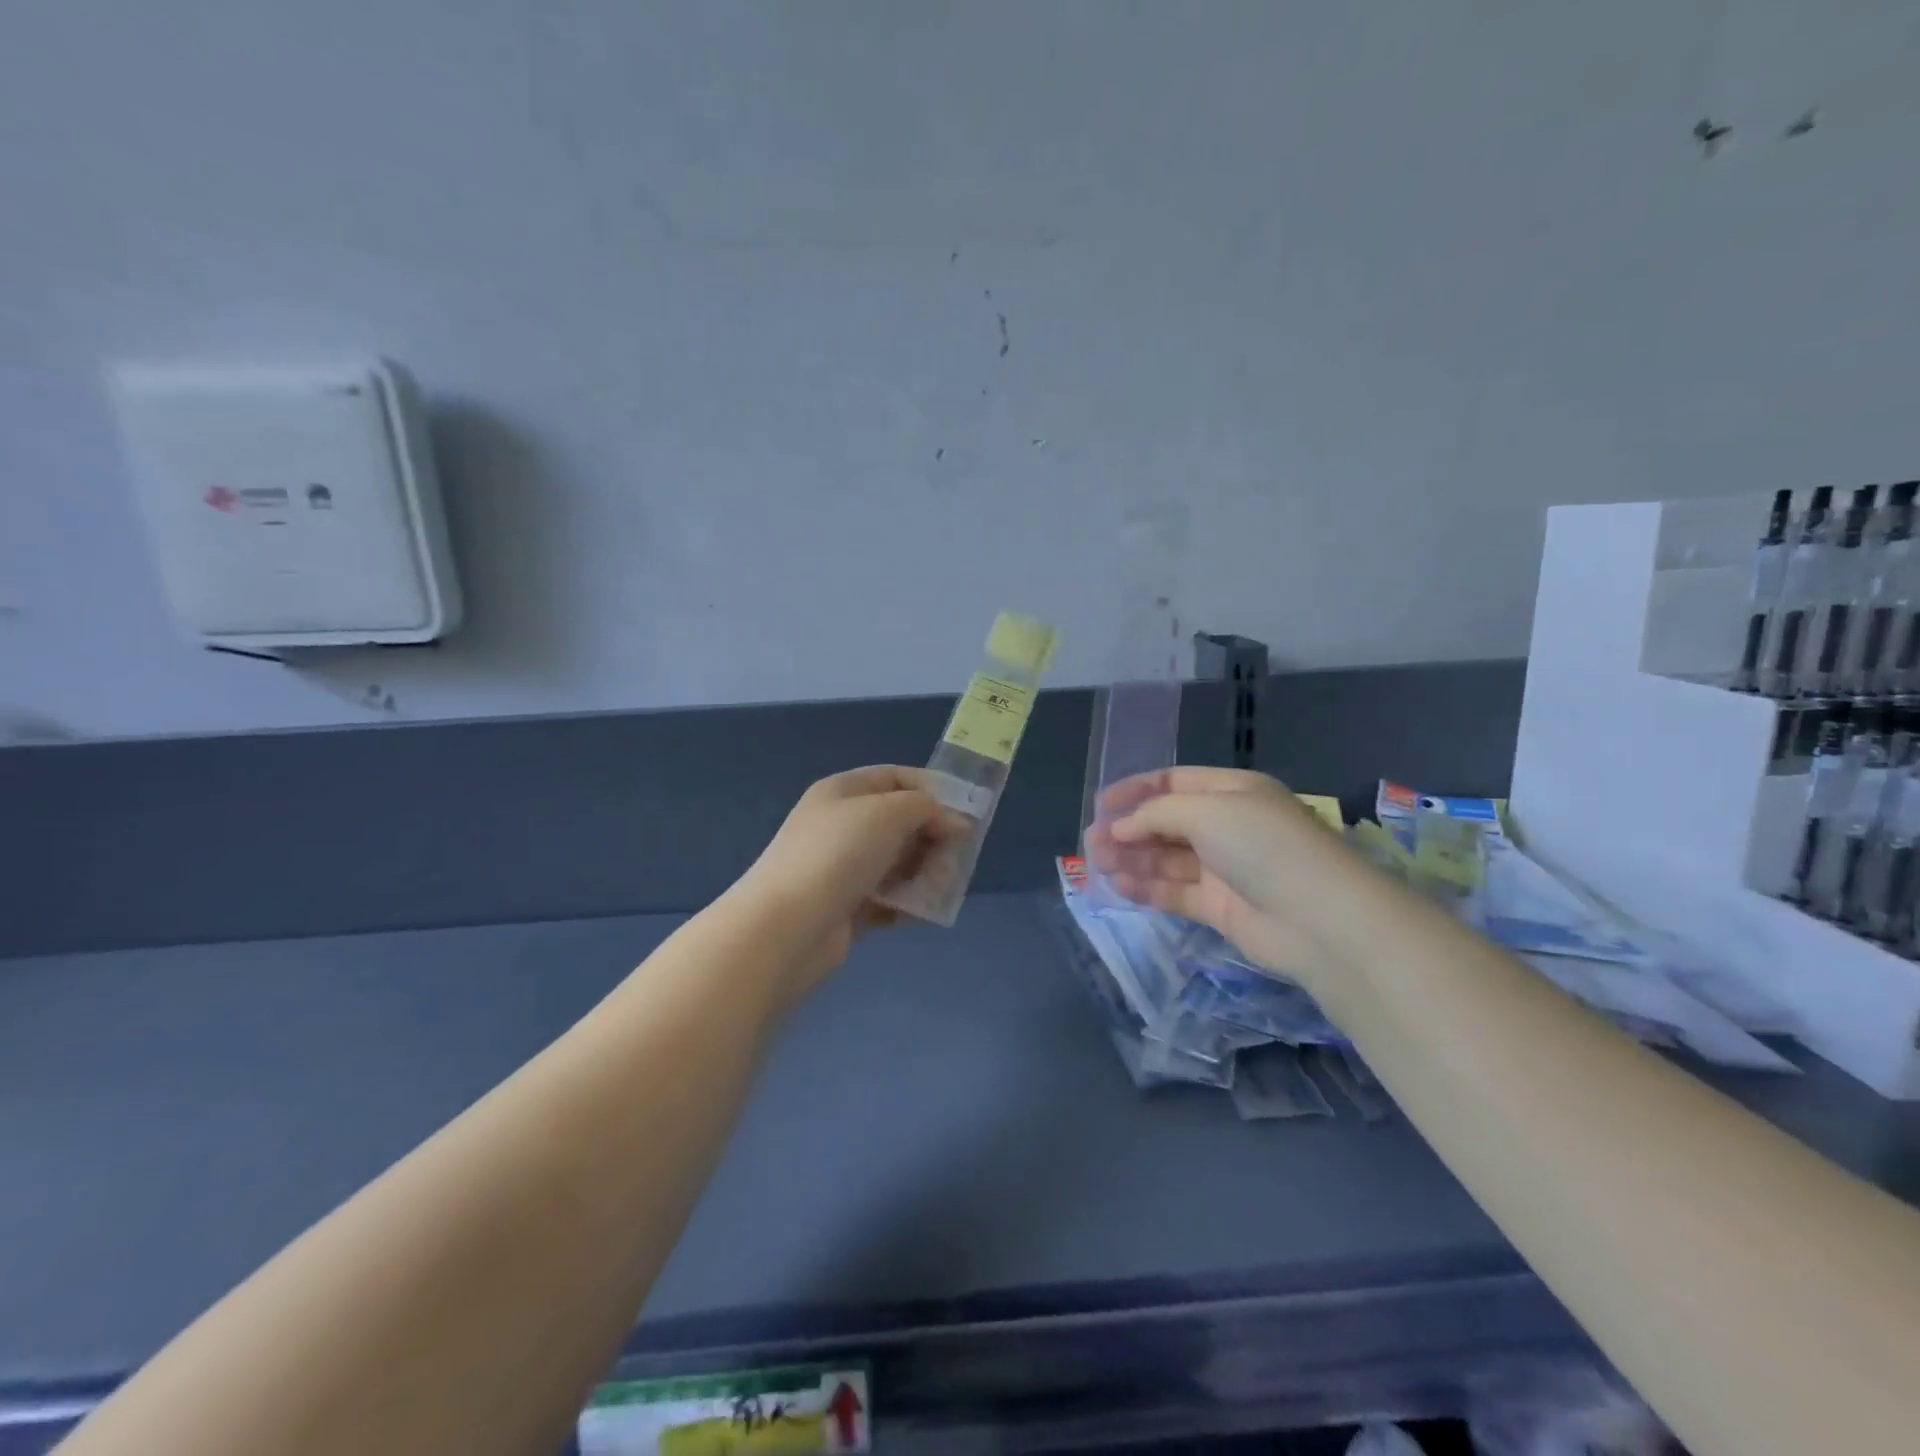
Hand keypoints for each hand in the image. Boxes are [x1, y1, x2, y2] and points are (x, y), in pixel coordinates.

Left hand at [733, 766, 963, 997]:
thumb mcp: (888, 813)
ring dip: (925, 871)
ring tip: (940, 887)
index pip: (896, 778)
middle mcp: (841, 824)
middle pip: (900, 822)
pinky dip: (907, 902)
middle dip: (933, 836)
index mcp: (843, 791)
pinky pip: (888, 898)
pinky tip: (921, 912)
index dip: (933, 789)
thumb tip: (955, 821)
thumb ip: (927, 808)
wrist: (787, 927)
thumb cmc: (838, 854)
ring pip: (897, 861)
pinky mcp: (846, 906)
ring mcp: (842, 867)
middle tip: (957, 856)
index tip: (967, 811)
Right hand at [1083, 767, 1359, 986]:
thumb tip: (1119, 826)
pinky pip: (1175, 891)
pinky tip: (1121, 887)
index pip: (1174, 782)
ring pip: (1167, 859)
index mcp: (1231, 791)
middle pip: (1167, 822)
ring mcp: (1224, 868)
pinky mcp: (1221, 907)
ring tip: (1100, 865)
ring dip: (1133, 859)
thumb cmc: (1262, 846)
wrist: (1319, 918)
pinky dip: (1148, 888)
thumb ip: (1155, 814)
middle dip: (1129, 829)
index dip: (1136, 790)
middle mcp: (1227, 825)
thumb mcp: (1205, 812)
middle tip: (1092, 843)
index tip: (1100, 804)